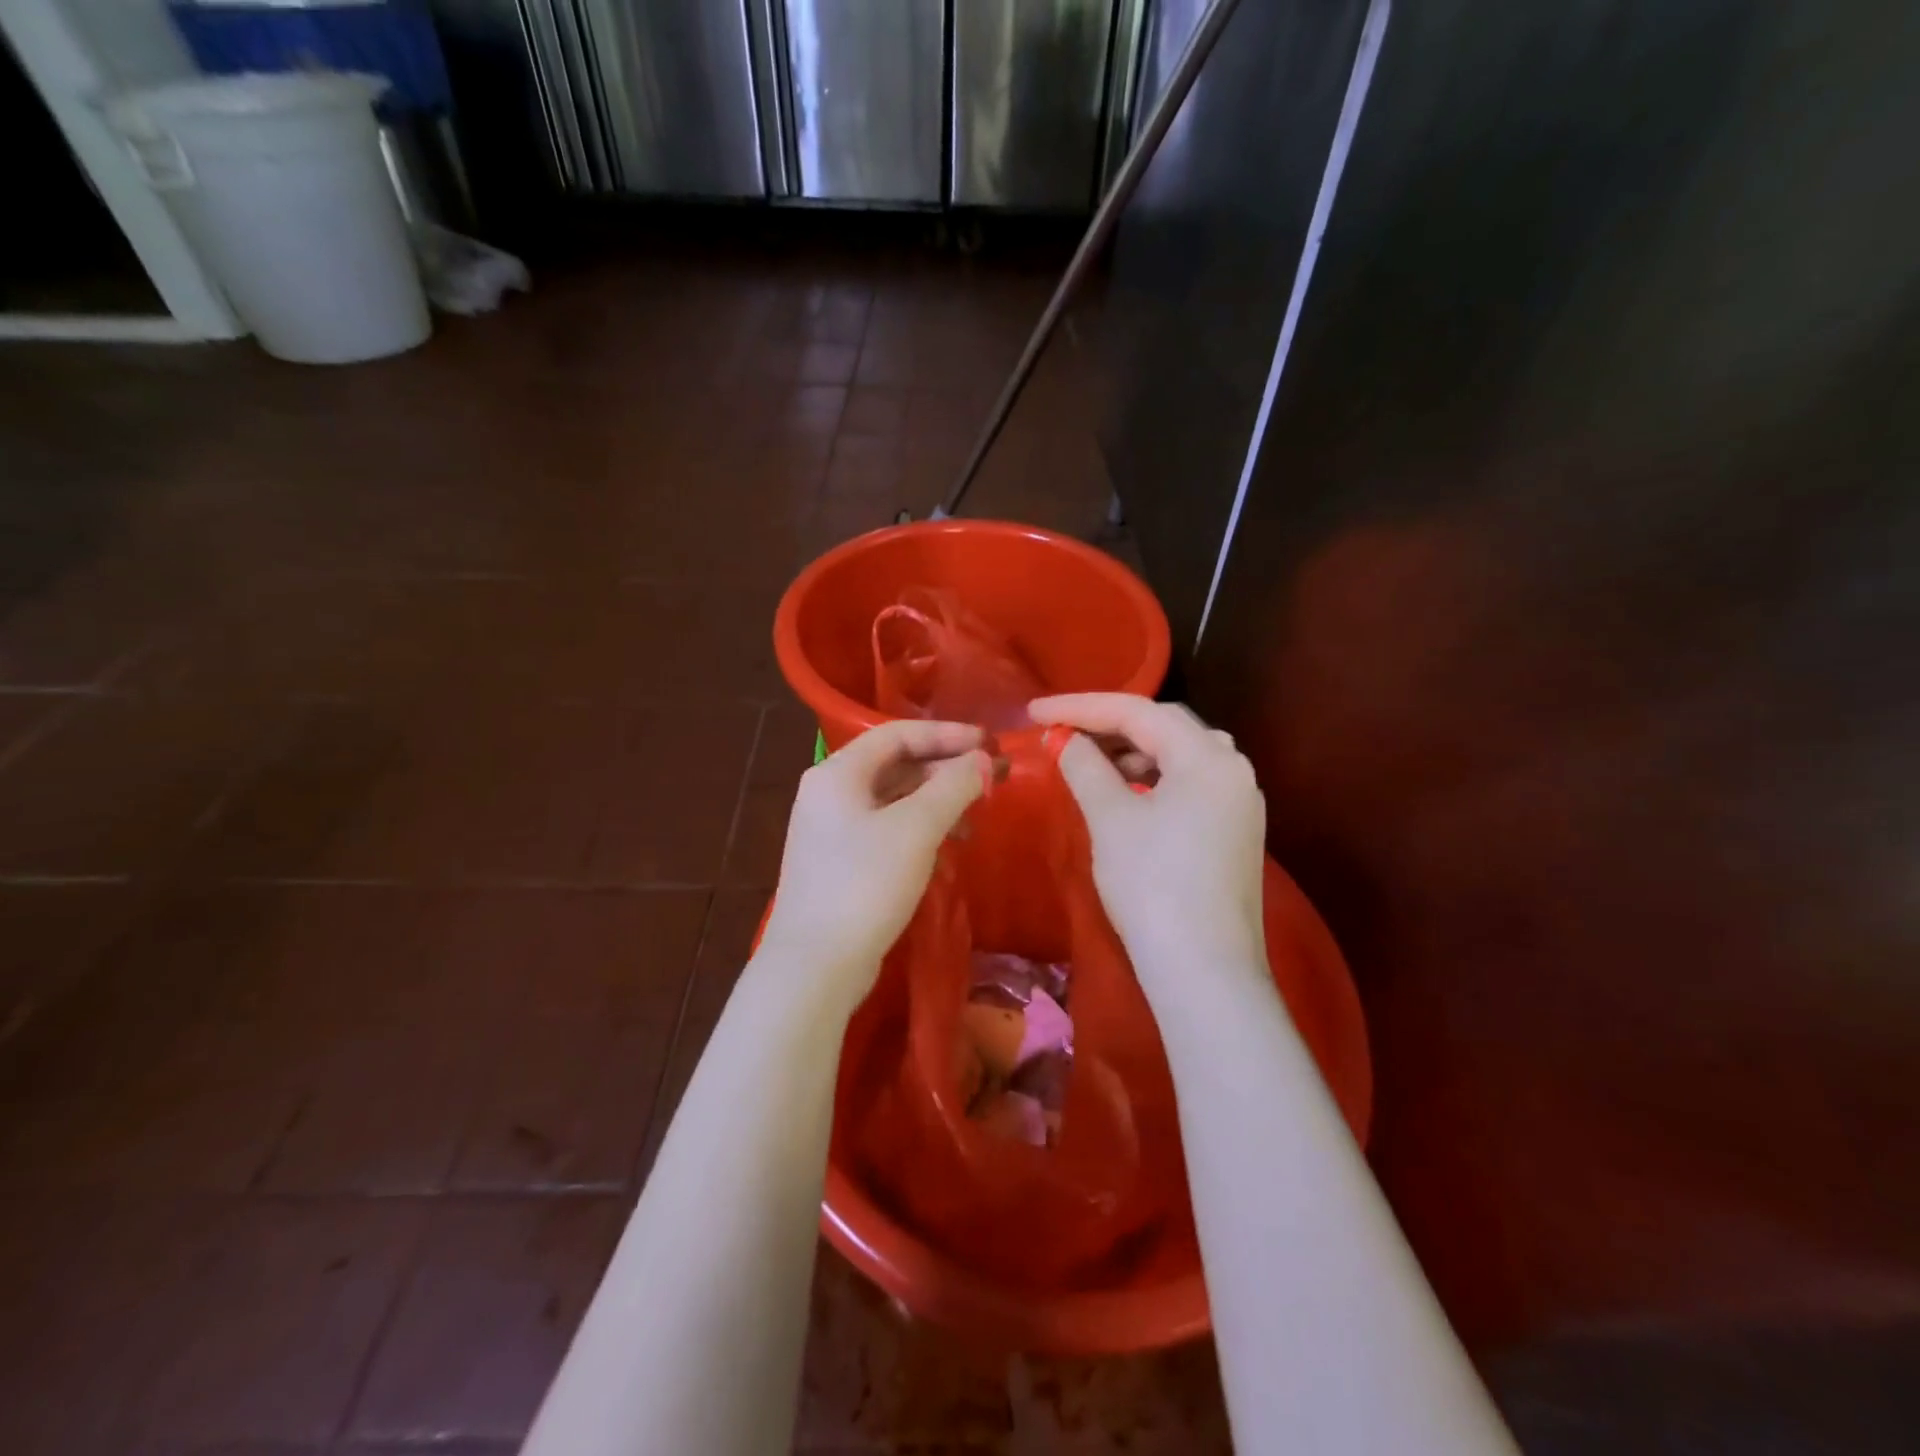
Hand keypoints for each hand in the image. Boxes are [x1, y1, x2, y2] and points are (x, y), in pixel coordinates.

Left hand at [759, 719, 989, 1008]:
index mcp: (837, 773)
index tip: (988, 745)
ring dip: (936, 800)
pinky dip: (920, 828)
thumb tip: (983, 760)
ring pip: (893, 799)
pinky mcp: (840, 862)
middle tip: (991, 778)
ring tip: (975, 816)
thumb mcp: (915, 829)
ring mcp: (831, 830)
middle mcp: (829, 793)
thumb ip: (953, 787)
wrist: (816, 965)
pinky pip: (886, 828)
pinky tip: (948, 846)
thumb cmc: (864, 884)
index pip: (896, 734)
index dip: (946, 734)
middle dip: (945, 768)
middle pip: (895, 764)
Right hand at [1029, 693, 1267, 992]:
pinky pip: (1188, 785)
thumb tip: (1066, 741)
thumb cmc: (1153, 885)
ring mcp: (1239, 802)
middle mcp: (1233, 769)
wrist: (1204, 971)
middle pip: (1164, 727)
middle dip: (1109, 725)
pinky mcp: (1234, 832)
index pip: (1138, 712)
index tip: (1034, 710)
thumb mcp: (1111, 819)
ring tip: (1089, 761)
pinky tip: (1126, 793)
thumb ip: (1085, 767)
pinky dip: (1152, 779)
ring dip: (1131, 751)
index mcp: (1208, 757)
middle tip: (1062, 731)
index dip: (1081, 706)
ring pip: (1178, 756)